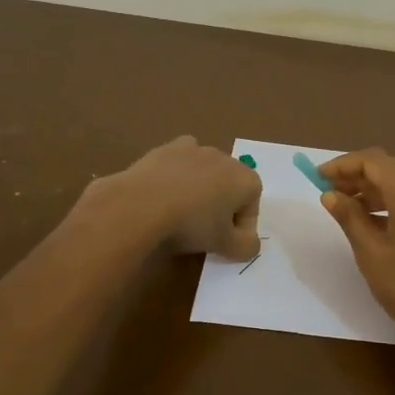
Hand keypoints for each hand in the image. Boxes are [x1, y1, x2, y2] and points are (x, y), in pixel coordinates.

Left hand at [85, 136, 261, 260]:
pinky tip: (165, 192)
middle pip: (230, 185)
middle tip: (204, 230)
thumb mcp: (226, 246)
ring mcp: (195, 149)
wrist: (142, 204)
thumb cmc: (192, 225)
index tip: (226, 243)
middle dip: (222, 206)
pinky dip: (178, 174)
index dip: (242, 227)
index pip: (252, 205)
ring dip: (200, 189)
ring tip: (182, 211)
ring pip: (205, 172)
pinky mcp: (167, 148)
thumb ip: (247, 247)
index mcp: (245, 179)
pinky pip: (180, 161)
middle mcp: (225, 158)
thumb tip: (250, 244)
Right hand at [318, 148, 394, 353]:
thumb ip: (350, 217)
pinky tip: (372, 226)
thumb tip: (331, 194)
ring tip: (346, 209)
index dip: (344, 164)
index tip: (318, 177)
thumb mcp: (370, 252)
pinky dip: (389, 205)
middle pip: (390, 170)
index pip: (375, 162)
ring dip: (372, 191)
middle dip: (357, 176)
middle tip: (328, 192)